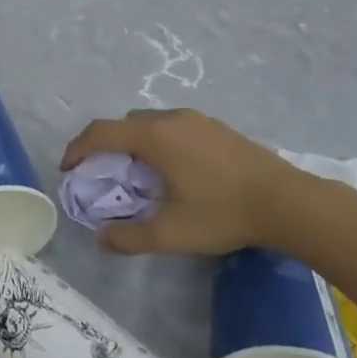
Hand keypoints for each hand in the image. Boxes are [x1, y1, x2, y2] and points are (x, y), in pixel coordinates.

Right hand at [61, 108, 344, 256]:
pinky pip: (174, 126)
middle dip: (107, 145)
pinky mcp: (217, 127)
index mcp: (153, 137)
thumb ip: (130, 237)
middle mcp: (170, 119)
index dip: (77, 148)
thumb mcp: (172, 233)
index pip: (101, 132)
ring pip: (151, 123)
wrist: (287, 201)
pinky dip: (160, 142)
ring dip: (135, 142)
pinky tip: (177, 171)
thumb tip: (102, 238)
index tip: (68, 169)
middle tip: (105, 175)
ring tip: (141, 175)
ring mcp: (197, 119)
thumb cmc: (223, 213)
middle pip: (124, 124)